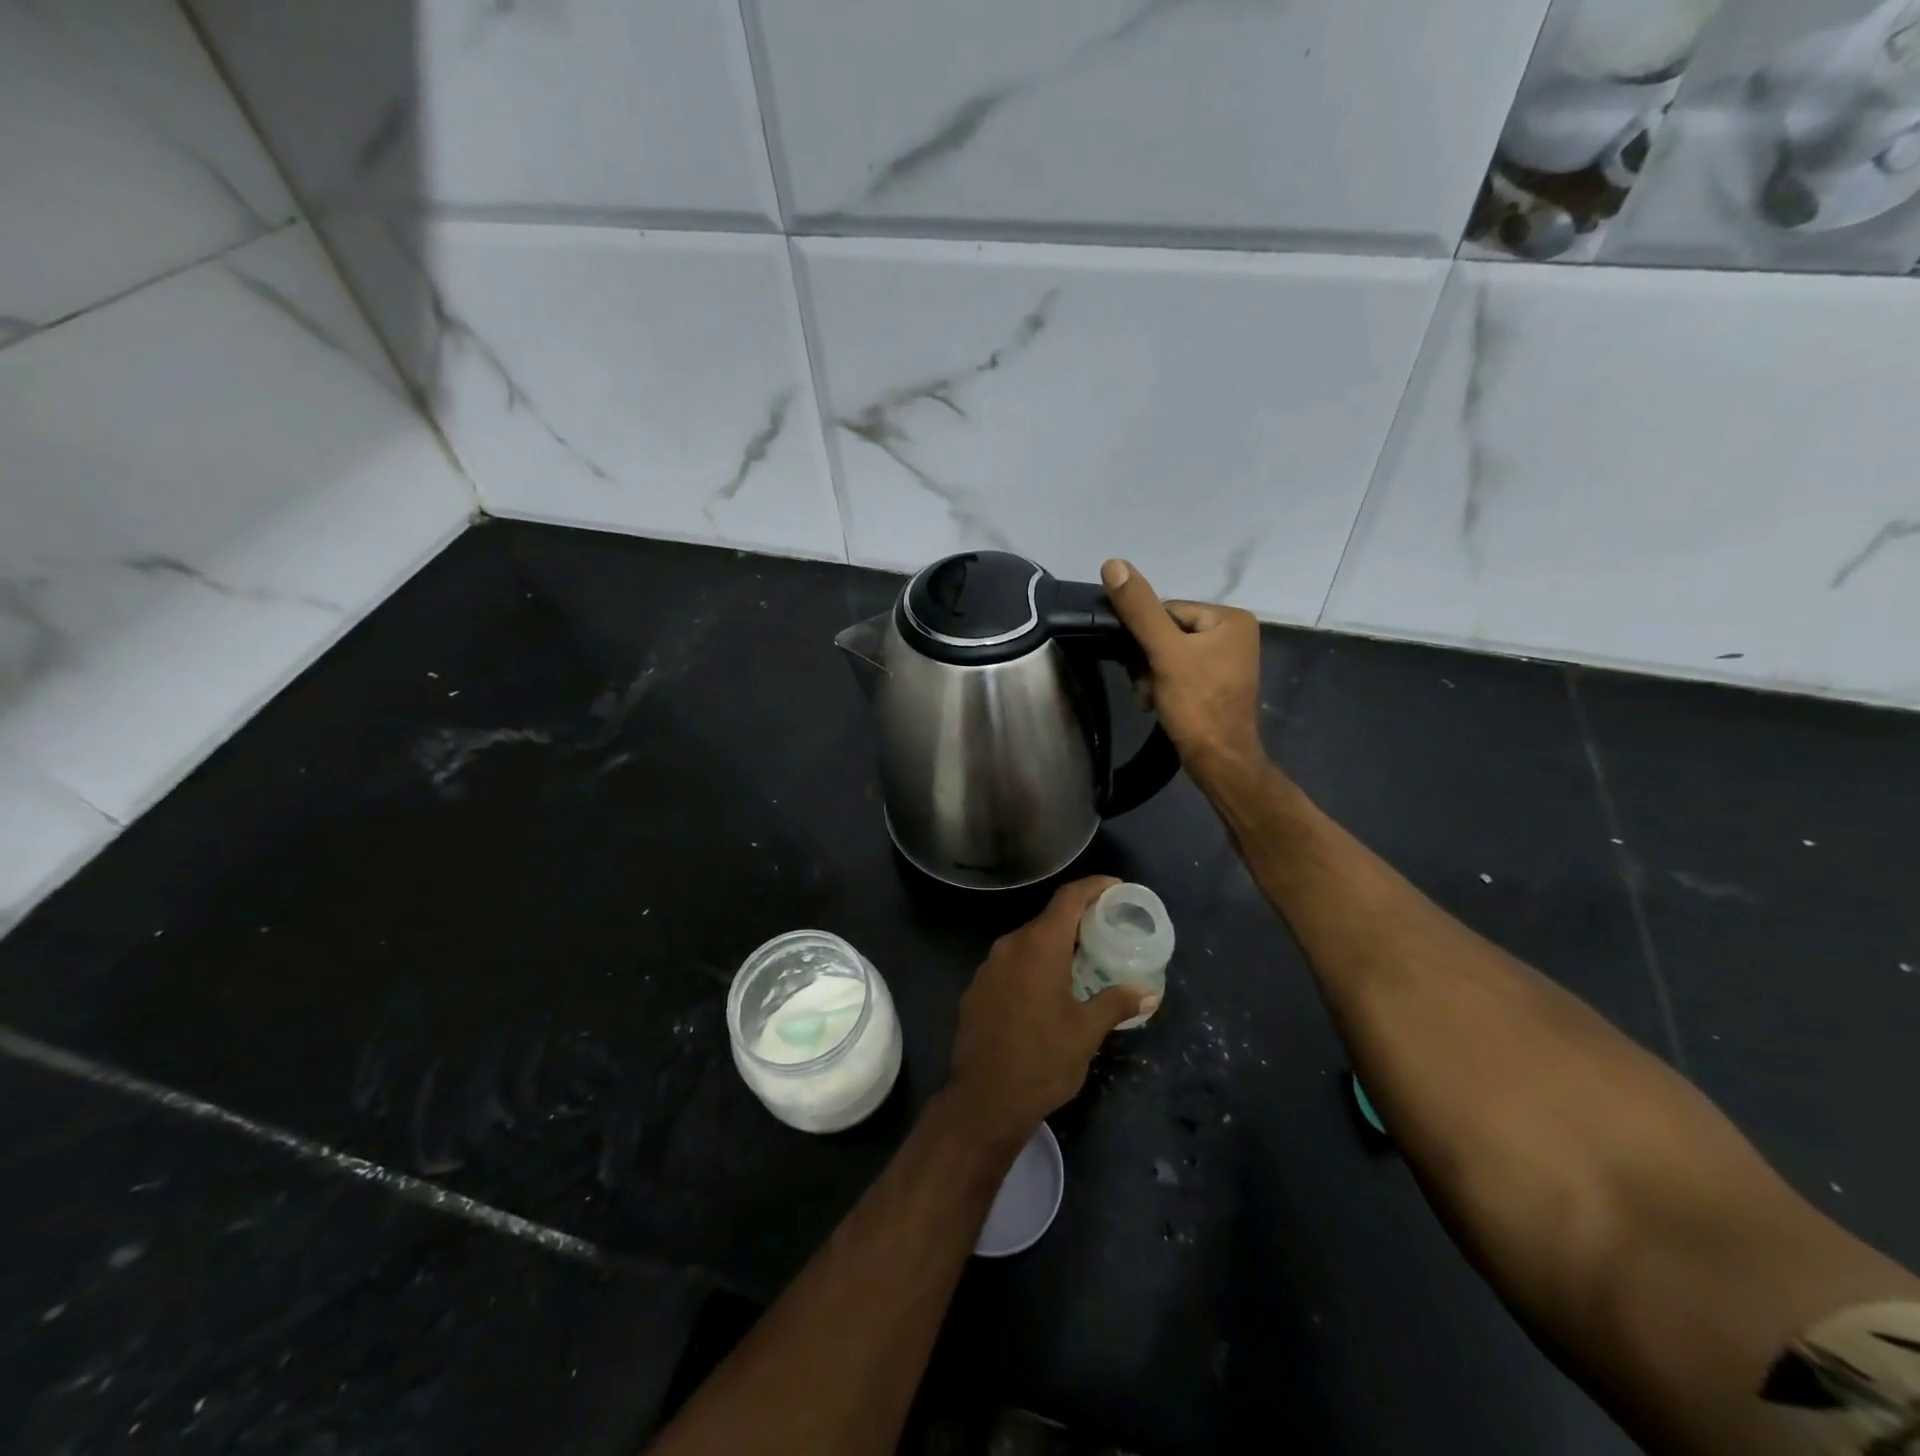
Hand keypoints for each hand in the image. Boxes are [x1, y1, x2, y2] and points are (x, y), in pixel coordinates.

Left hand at [945, 877, 1151, 1146]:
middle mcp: (1010, 946)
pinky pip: (1010, 964)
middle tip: (1106, 930)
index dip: (1093, 886)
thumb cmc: (1042, 1061)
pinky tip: (1046, 990)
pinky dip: (1032, 966)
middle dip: (1077, 920)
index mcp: (1039, 947)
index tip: (1115, 886)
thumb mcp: (1086, 1032)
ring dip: (1053, 946)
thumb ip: (1116, 1003)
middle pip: (1047, 920)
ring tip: (1081, 961)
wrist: (983, 1099)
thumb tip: (1147, 992)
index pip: (1068, 898)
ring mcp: (988, 967)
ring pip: (1027, 943)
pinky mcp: (977, 988)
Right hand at [1101, 558, 1264, 782]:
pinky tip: (1158, 703)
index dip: (1146, 637)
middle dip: (1148, 660)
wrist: (1219, 761)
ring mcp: (1228, 661)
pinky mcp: (1217, 684)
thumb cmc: (1197, 704)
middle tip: (1145, 687)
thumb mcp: (1164, 653)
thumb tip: (1113, 564)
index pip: (1168, 611)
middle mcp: (1234, 634)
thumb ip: (1139, 609)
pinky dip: (1164, 686)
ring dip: (1151, 675)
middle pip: (1168, 633)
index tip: (1141, 664)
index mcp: (1230, 618)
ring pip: (1170, 655)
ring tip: (1150, 698)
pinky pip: (1180, 672)